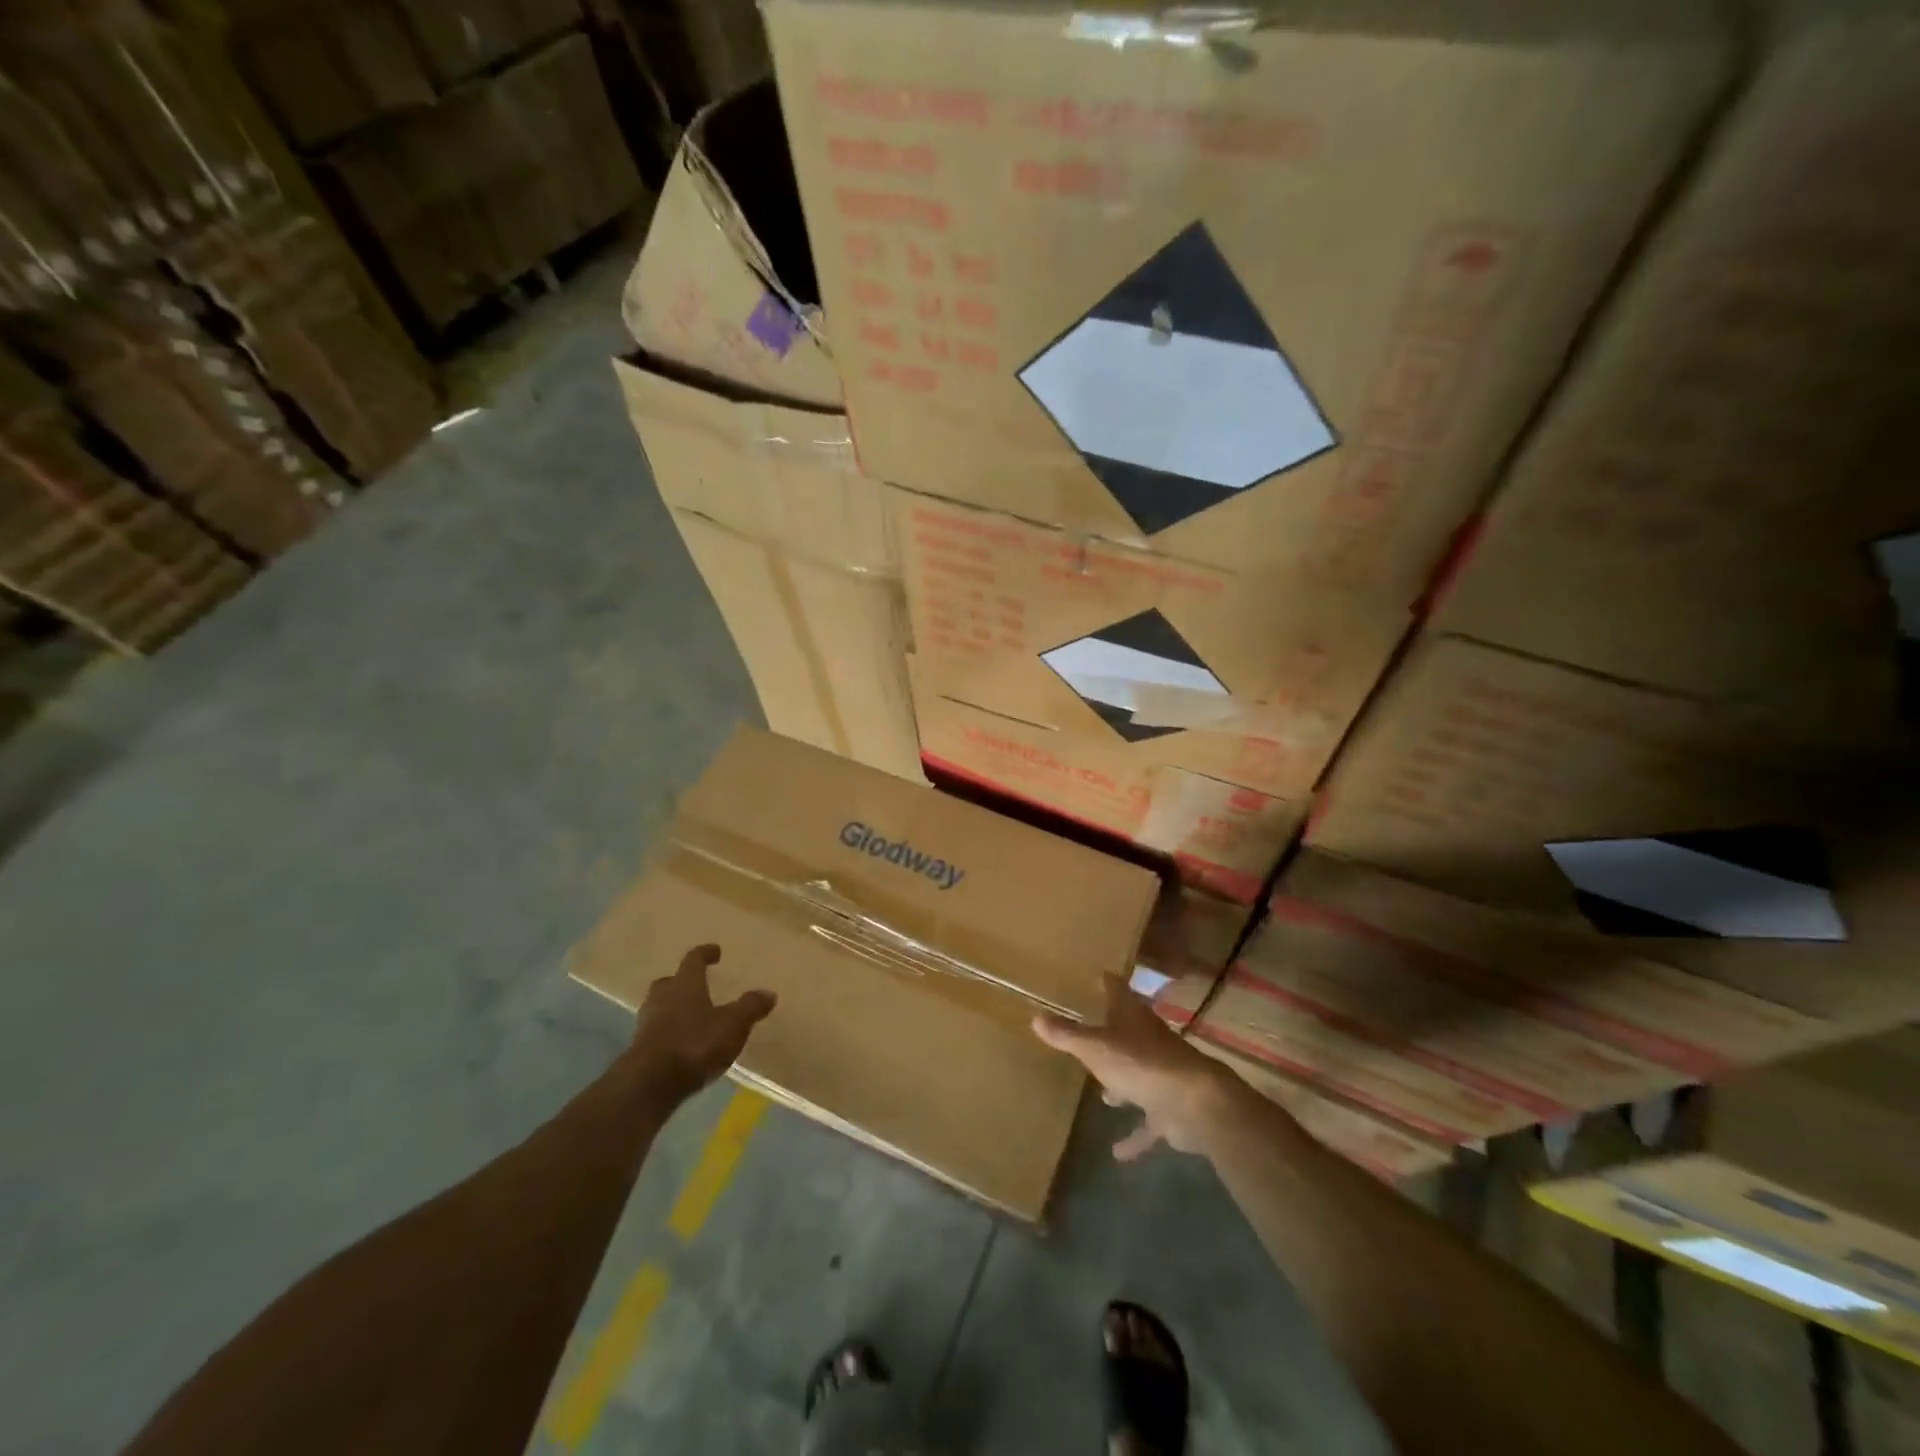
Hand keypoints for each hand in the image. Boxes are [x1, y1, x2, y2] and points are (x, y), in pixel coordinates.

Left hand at [627, 944, 774, 1102]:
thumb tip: (769, 993)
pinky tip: (681, 1045)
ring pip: (659, 1008)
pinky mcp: (639, 1051)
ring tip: (691, 1017)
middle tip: (696, 985)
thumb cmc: (694, 1044)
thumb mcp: (733, 1025)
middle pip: (669, 982)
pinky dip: (668, 1034)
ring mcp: (647, 1025)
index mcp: (685, 985)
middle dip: (681, 982)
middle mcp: (662, 999)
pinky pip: (655, 1033)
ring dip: (673, 1009)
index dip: (705, 954)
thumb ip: (750, 1007)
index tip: (715, 951)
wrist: (649, 1085)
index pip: (693, 960)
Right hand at [1033, 975, 1245, 1160]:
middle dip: (1112, 1031)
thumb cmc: (1140, 1063)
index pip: (1117, 990)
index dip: (1106, 983)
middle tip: (1092, 1030)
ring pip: (1138, 1073)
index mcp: (1131, 1017)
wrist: (1195, 1103)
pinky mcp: (1170, 1108)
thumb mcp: (1095, 1048)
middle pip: (1129, 1030)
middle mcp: (1148, 1040)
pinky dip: (1135, 1135)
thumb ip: (1066, 1035)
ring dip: (1123, 1081)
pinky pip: (1147, 1121)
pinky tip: (1117, 1152)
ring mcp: (1161, 1074)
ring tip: (1103, 1092)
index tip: (1097, 976)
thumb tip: (1035, 1017)